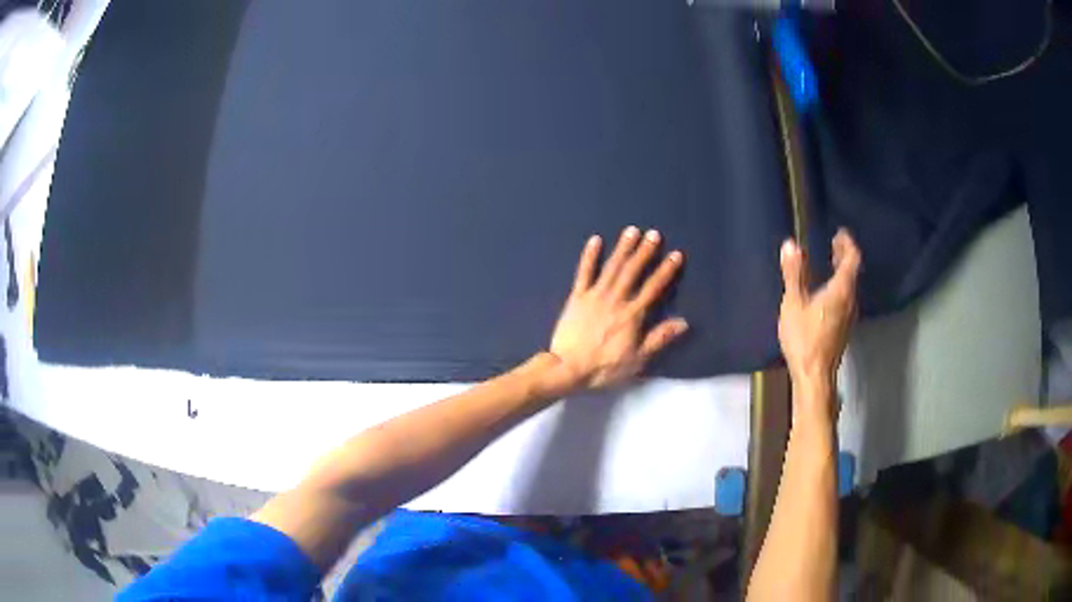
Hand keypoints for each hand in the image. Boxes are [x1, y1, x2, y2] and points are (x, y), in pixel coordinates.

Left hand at [543, 226, 687, 393]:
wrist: (568, 367)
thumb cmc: (604, 367)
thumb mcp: (638, 359)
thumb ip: (659, 338)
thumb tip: (683, 322)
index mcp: (633, 314)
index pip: (653, 287)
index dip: (666, 270)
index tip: (676, 255)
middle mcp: (616, 299)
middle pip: (633, 271)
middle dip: (645, 251)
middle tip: (654, 234)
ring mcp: (595, 295)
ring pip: (612, 267)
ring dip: (623, 248)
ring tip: (632, 231)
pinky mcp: (577, 296)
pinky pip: (584, 272)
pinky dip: (589, 256)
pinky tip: (595, 240)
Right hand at [778, 229, 860, 402]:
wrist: (814, 376)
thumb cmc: (804, 339)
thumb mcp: (794, 304)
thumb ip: (794, 274)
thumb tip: (791, 244)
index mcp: (841, 290)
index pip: (852, 259)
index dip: (847, 244)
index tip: (840, 233)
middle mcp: (850, 300)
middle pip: (853, 272)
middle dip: (845, 255)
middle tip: (835, 243)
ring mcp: (849, 316)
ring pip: (851, 286)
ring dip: (843, 271)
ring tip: (830, 262)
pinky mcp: (844, 328)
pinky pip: (846, 298)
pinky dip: (840, 285)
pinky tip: (828, 290)